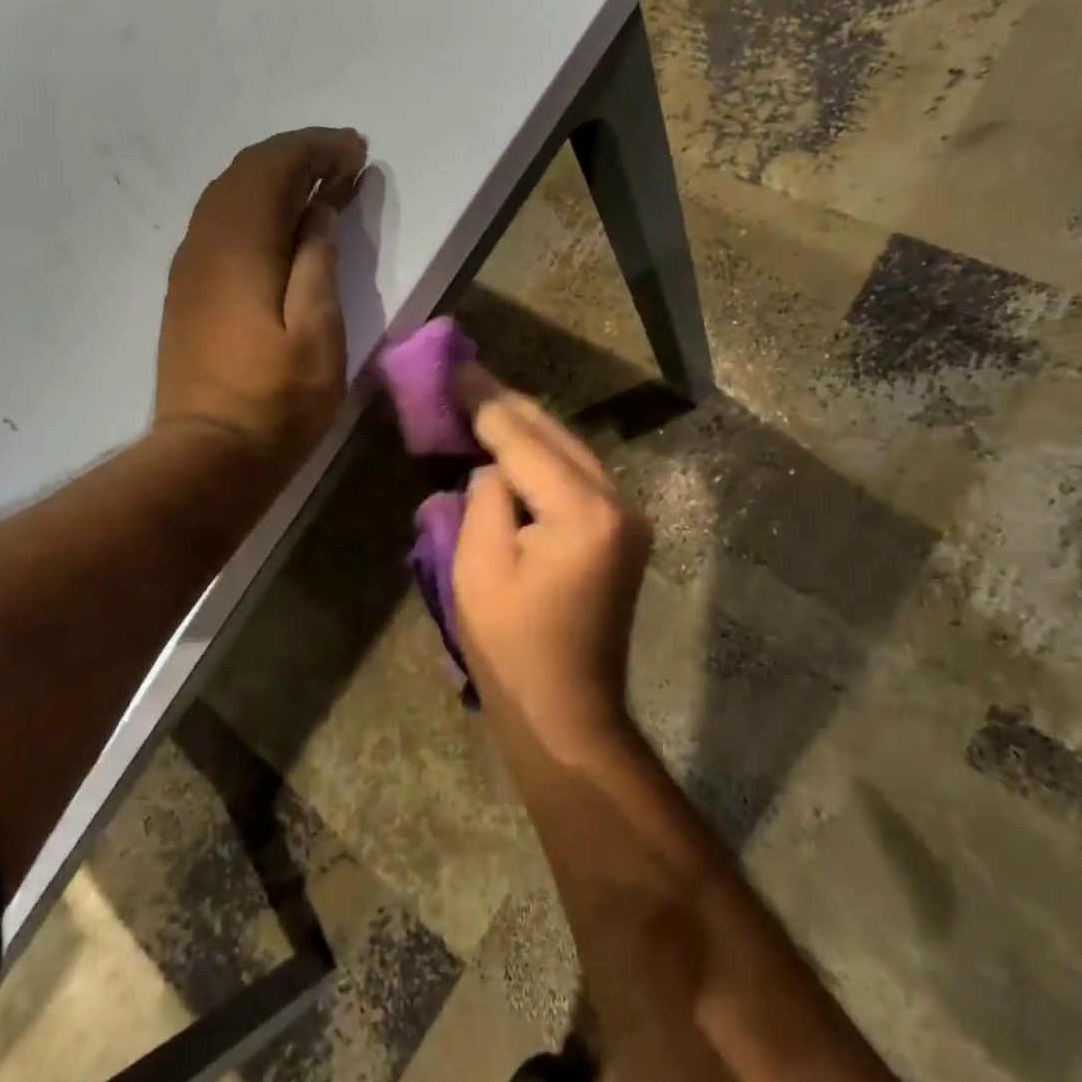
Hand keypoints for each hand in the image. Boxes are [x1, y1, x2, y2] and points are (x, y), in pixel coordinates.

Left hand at [156, 128, 366, 477]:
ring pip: (226, 196)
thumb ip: (318, 263)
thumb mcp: (318, 333)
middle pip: (244, 173)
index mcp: (238, 246)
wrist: (209, 455)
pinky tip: (280, 226)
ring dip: (273, 180)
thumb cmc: (276, 401)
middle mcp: (204, 243)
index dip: (316, 149)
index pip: (272, 167)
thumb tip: (317, 212)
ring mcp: (188, 268)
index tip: (357, 150)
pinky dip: (253, 208)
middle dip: (295, 156)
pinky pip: (217, 225)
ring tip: (319, 186)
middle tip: (344, 161)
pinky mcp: (186, 292)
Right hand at [453, 364, 650, 755]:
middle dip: (507, 405)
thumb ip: (486, 498)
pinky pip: (577, 477)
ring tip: (484, 402)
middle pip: (555, 435)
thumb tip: (494, 468)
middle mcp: (617, 502)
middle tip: (466, 376)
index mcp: (583, 510)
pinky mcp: (622, 534)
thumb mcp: (478, 567)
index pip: (523, 439)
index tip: (455, 368)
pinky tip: (516, 446)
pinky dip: (544, 458)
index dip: (484, 403)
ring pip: (570, 451)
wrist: (567, 713)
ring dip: (527, 428)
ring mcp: (626, 518)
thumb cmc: (512, 648)